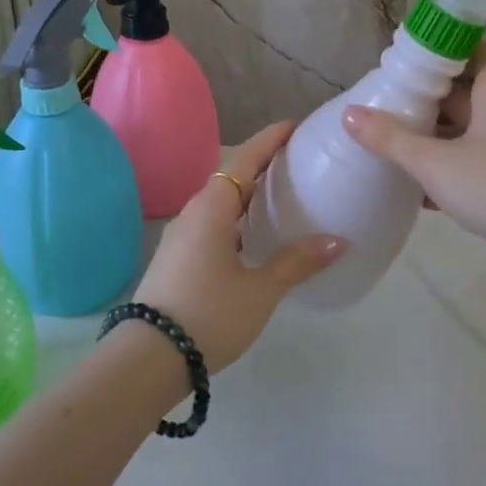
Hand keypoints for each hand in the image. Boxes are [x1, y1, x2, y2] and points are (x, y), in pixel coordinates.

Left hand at [131, 122, 343, 373]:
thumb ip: (296, 262)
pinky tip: (253, 238)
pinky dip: (236, 219)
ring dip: (247, 195)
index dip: (270, 140)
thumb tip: (337, 240)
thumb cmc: (209, 314)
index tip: (295, 126)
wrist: (148, 358)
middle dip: (262, 166)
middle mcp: (193, 212)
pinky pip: (212, 224)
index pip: (245, 159)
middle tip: (297, 163)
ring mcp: (181, 235)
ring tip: (281, 197)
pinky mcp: (177, 258)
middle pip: (231, 178)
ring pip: (220, 203)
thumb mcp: (260, 290)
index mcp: (212, 208)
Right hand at [342, 47, 485, 287]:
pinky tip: (410, 181)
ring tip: (387, 136)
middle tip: (384, 98)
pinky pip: (471, 158)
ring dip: (432, 132)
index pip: (472, 48)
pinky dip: (445, 163)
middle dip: (425, 95)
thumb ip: (390, 138)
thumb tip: (349, 114)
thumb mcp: (434, 161)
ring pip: (465, 127)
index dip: (439, 49)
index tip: (403, 59)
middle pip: (462, 89)